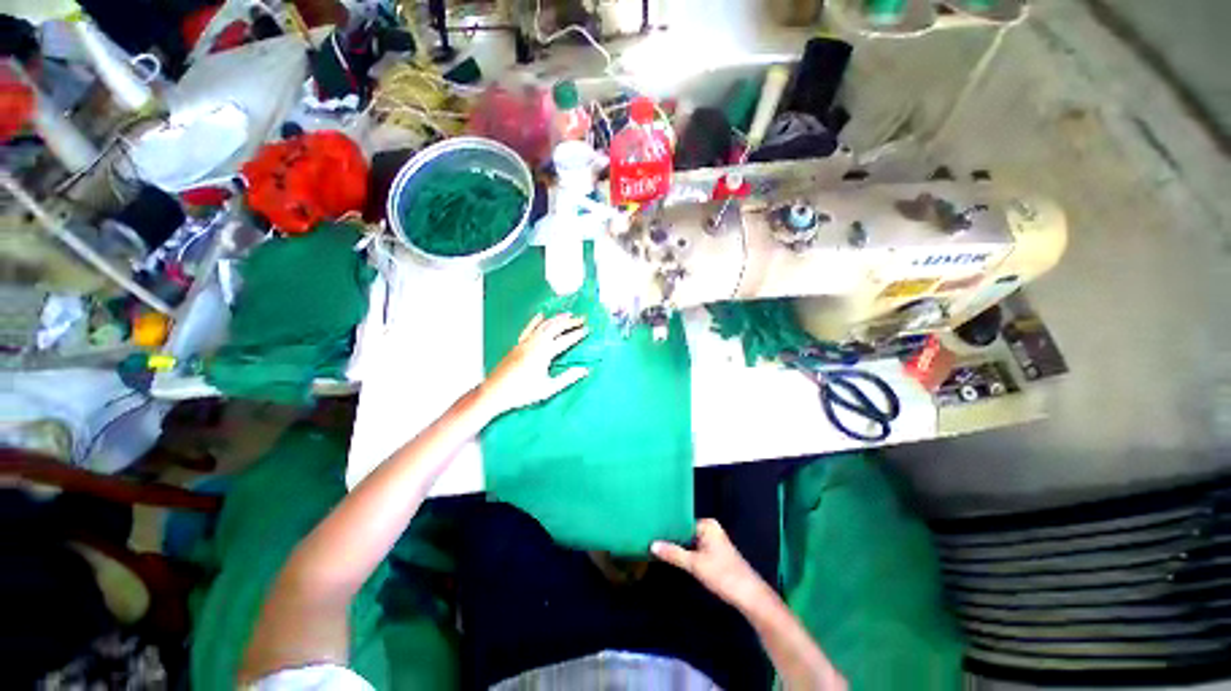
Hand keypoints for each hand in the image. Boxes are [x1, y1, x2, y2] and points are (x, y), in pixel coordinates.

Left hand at [480, 313, 589, 415]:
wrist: (495, 392)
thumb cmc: (522, 393)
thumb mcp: (548, 389)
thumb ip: (567, 378)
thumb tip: (584, 370)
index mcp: (544, 353)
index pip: (565, 340)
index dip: (577, 334)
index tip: (587, 329)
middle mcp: (535, 343)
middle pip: (555, 327)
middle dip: (570, 322)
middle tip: (582, 319)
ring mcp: (525, 342)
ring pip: (543, 325)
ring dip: (557, 318)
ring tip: (567, 314)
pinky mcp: (517, 344)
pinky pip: (529, 328)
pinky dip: (537, 320)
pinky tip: (542, 315)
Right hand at [652, 519, 771, 609]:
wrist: (749, 596)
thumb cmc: (723, 575)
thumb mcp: (695, 565)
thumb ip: (673, 554)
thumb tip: (652, 544)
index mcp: (708, 525)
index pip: (682, 522)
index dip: (667, 528)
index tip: (651, 531)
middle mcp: (710, 529)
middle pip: (685, 532)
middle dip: (671, 538)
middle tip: (651, 539)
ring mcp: (713, 542)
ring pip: (689, 542)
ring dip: (678, 547)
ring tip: (658, 548)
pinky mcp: (714, 554)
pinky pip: (695, 549)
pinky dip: (685, 554)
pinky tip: (673, 558)